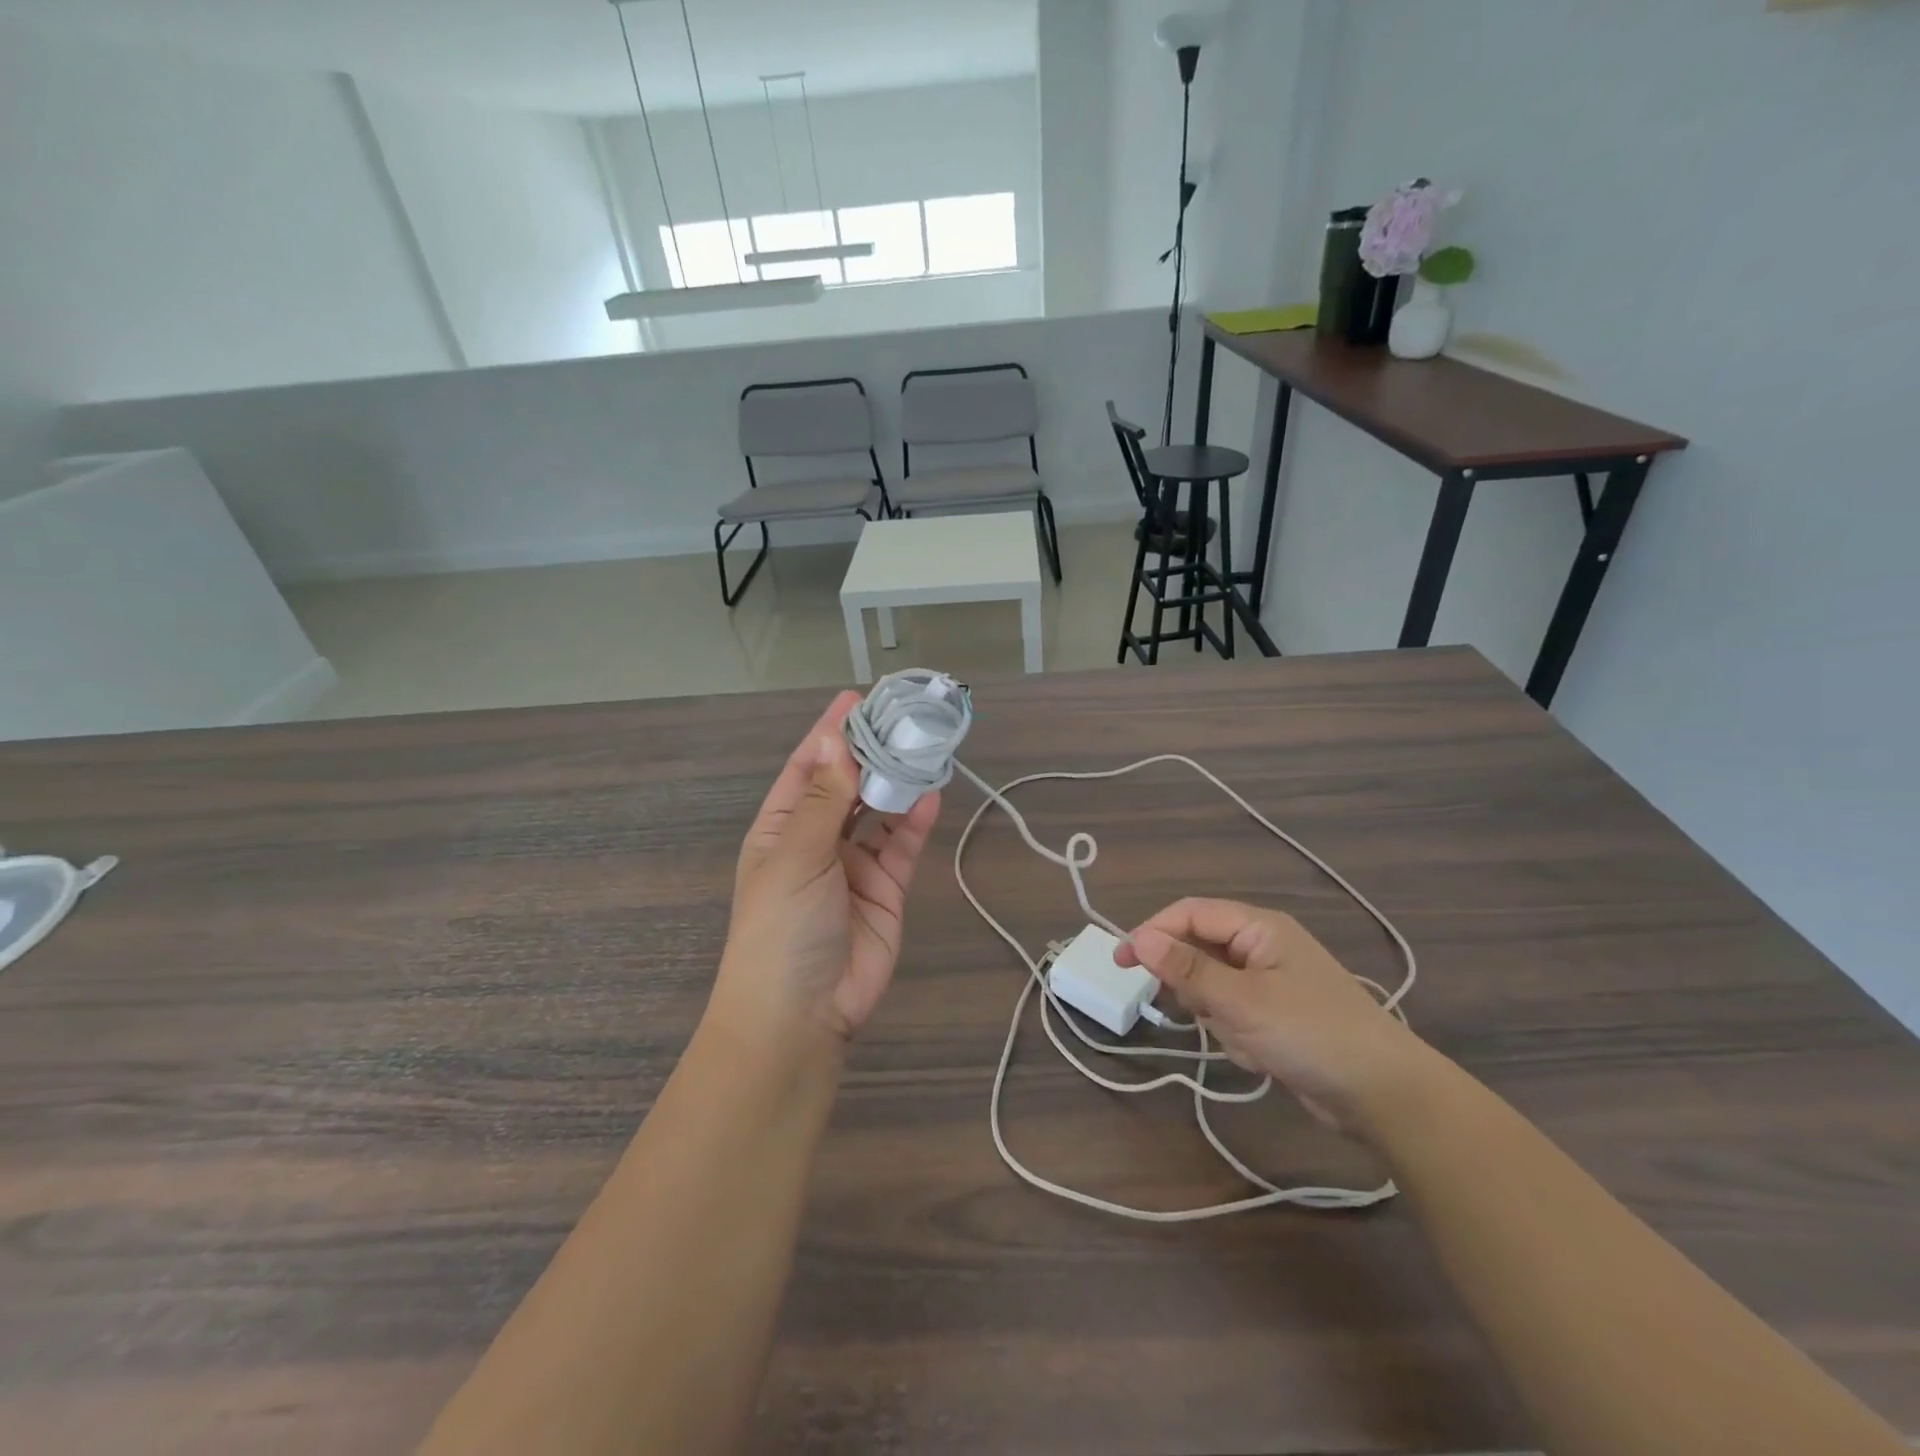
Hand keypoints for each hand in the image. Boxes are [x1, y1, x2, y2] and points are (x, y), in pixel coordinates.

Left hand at [711, 692, 941, 1050]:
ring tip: (924, 746)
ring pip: (880, 811)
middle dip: (871, 752)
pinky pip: (903, 846)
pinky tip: (931, 793)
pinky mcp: (886, 889)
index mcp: (782, 828)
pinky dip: (916, 820)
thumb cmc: (781, 927)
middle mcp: (818, 840)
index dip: (831, 733)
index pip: (808, 767)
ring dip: (898, 782)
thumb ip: (824, 799)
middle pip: (848, 784)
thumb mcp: (797, 856)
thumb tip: (835, 739)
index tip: (858, 699)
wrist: (801, 1014)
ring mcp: (854, 864)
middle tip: (904, 716)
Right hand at [1115, 898, 1433, 1138]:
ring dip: (1216, 1015)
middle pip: (1199, 949)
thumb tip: (1138, 938)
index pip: (1190, 914)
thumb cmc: (1311, 1034)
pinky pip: (1232, 1012)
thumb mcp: (1241, 1001)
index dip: (1153, 932)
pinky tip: (1259, 1054)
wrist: (1384, 1096)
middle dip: (1193, 985)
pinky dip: (1234, 1033)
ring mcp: (1270, 981)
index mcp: (1258, 927)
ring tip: (1244, 1039)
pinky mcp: (1275, 1014)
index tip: (1122, 962)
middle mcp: (1262, 946)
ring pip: (1212, 986)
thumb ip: (1187, 969)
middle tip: (1200, 1013)